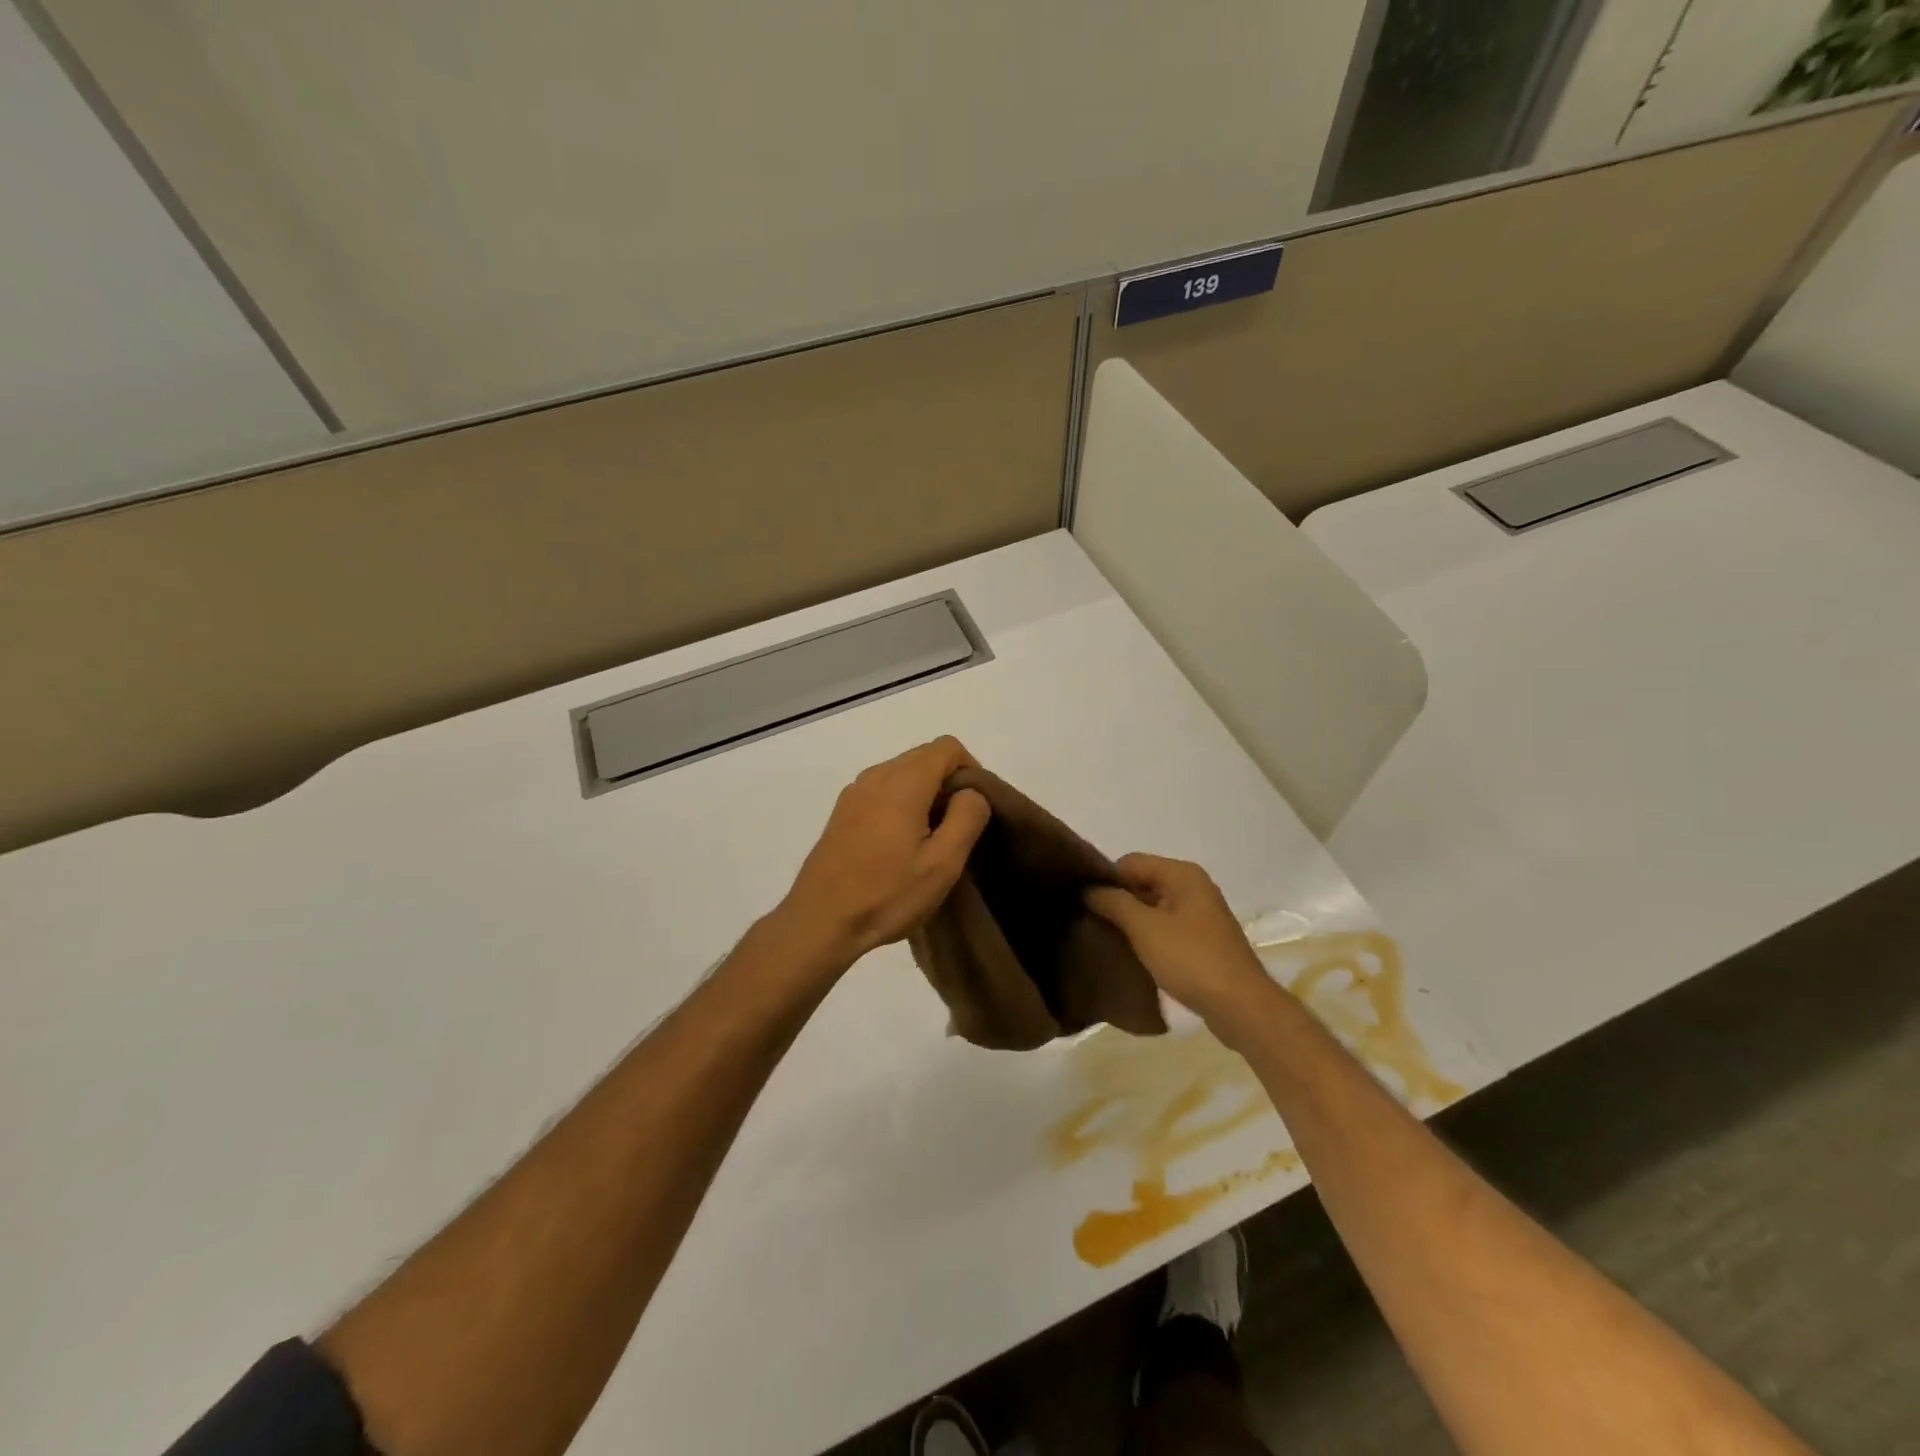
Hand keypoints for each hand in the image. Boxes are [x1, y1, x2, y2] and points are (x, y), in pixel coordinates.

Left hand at [774, 736, 991, 971]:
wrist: (819, 922)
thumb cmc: (886, 895)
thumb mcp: (942, 863)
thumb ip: (967, 817)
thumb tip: (971, 792)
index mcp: (903, 782)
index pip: (947, 747)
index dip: (970, 770)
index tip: (974, 809)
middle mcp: (876, 775)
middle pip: (924, 756)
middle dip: (948, 782)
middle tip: (956, 828)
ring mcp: (854, 792)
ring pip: (903, 772)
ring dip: (924, 794)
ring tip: (930, 840)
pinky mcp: (842, 811)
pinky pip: (883, 789)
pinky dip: (901, 802)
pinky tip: (900, 844)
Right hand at [1084, 853, 1278, 1033]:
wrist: (1241, 1007)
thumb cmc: (1191, 959)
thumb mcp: (1144, 928)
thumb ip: (1113, 903)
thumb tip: (1088, 889)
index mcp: (1182, 874)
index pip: (1130, 862)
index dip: (1106, 879)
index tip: (1085, 904)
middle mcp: (1194, 887)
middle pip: (1143, 882)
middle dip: (1118, 901)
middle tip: (1091, 923)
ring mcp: (1201, 915)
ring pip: (1154, 907)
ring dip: (1132, 921)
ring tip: (1107, 940)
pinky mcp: (1203, 940)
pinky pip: (1166, 928)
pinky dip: (1149, 937)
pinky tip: (1133, 954)